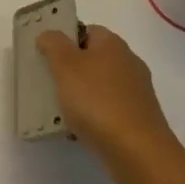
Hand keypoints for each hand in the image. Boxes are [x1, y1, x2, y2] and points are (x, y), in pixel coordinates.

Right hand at [36, 25, 180, 183]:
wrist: (138, 153)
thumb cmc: (98, 102)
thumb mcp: (66, 66)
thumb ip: (54, 45)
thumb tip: (49, 35)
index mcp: (113, 44)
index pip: (86, 30)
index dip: (65, 39)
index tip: (46, 56)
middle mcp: (128, 63)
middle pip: (93, 59)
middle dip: (70, 70)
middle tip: (48, 83)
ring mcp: (136, 93)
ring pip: (99, 86)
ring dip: (80, 96)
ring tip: (58, 110)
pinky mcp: (138, 119)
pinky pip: (108, 110)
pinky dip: (93, 117)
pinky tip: (78, 130)